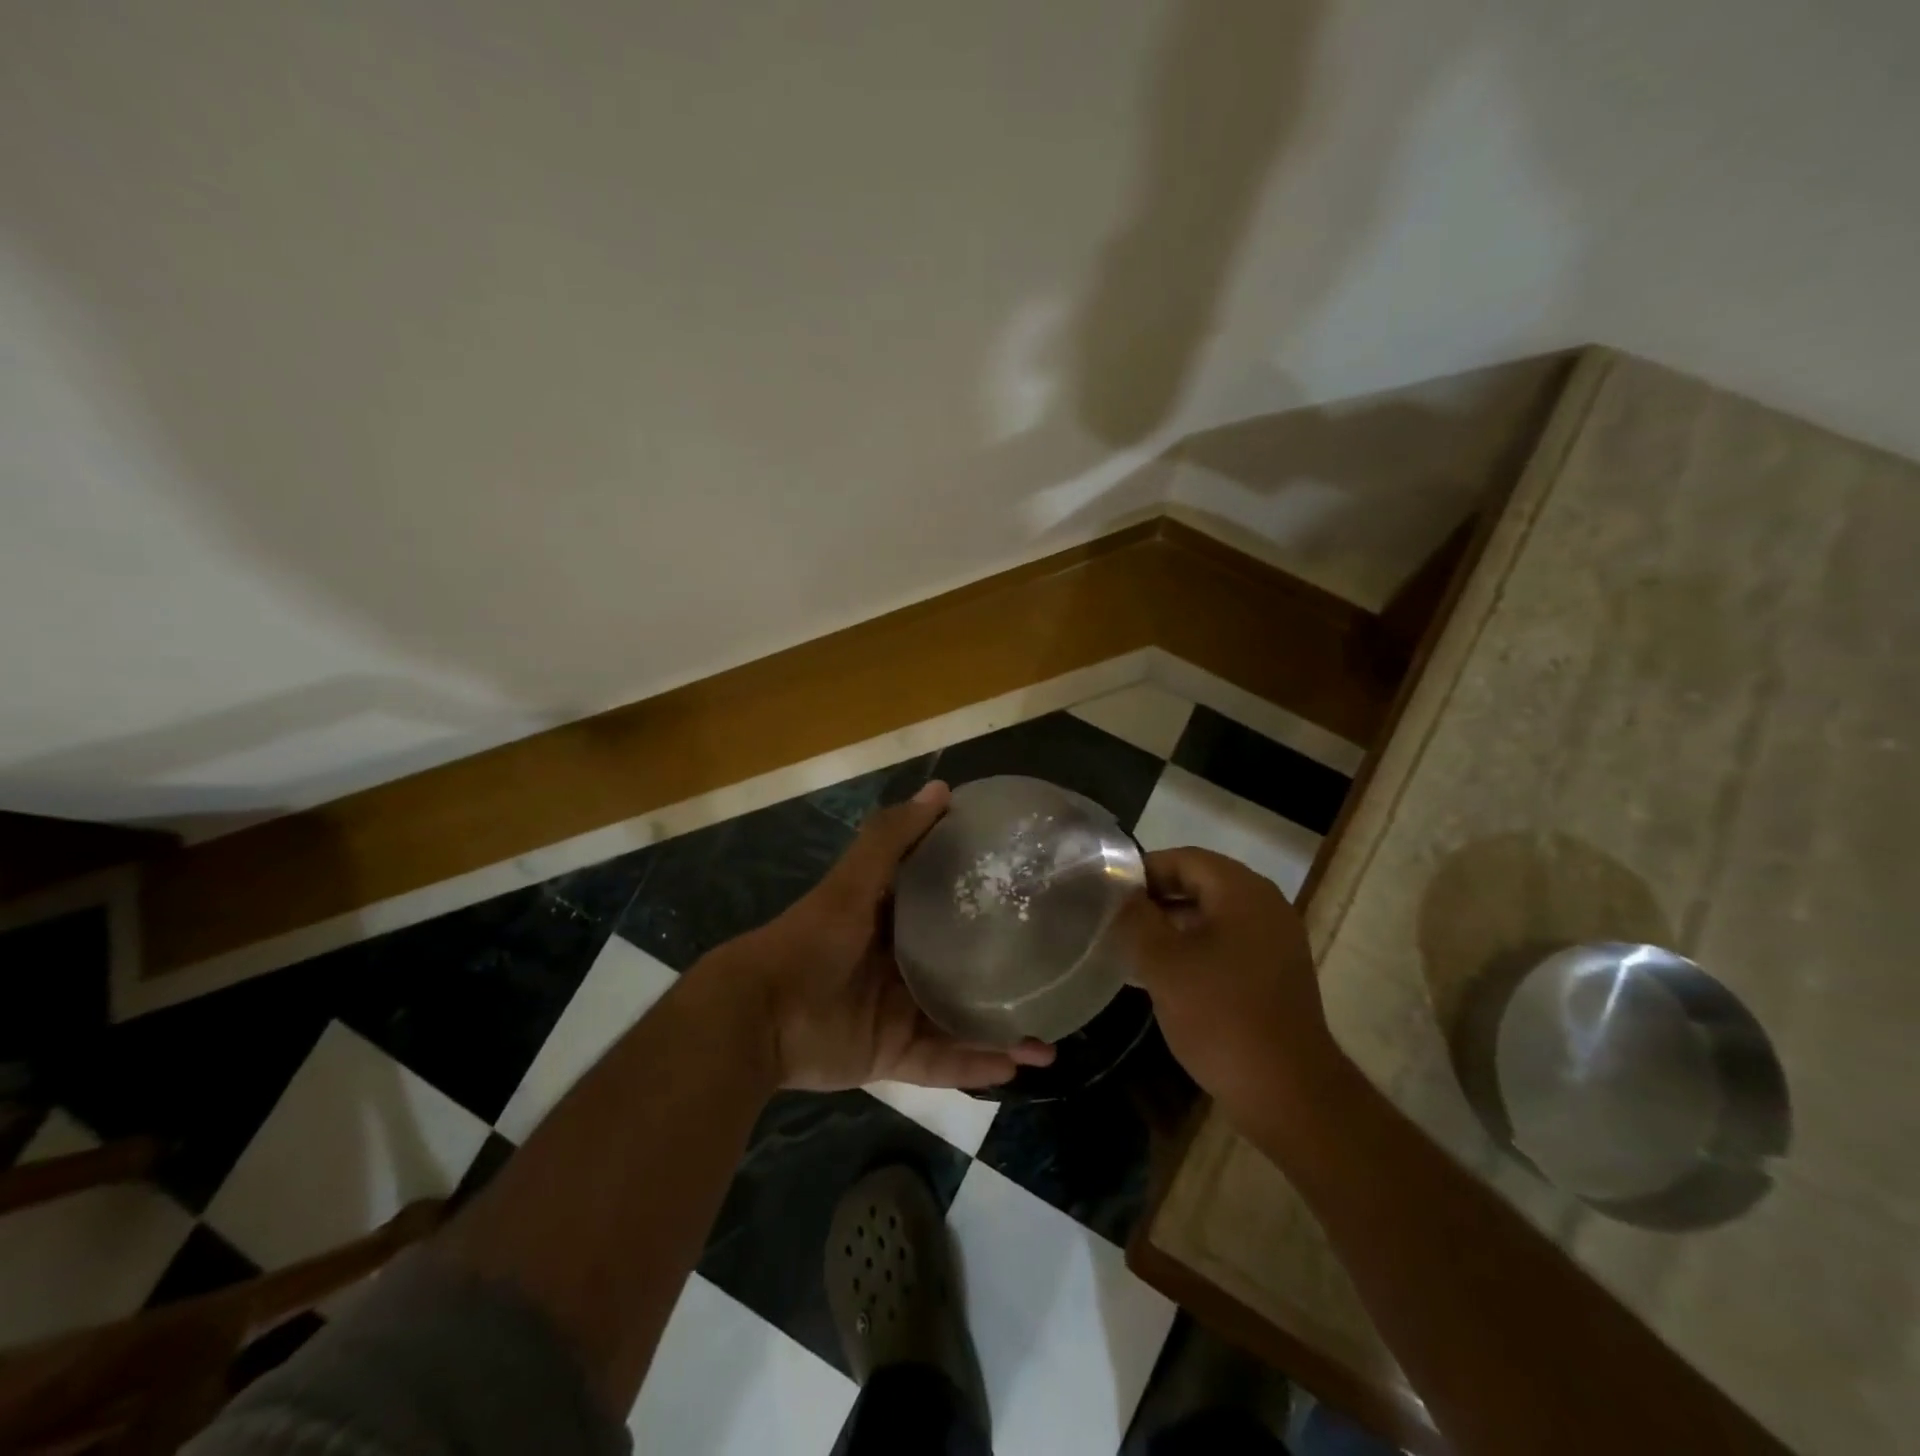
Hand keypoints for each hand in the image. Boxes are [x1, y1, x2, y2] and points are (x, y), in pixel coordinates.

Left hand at [705, 781, 1054, 1091]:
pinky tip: (1019, 1065)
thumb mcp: (854, 882)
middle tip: (1053, 975)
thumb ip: (893, 838)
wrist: (760, 1015)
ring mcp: (898, 1014)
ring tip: (1050, 1039)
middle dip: (1002, 975)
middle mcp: (900, 966)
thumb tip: (942, 789)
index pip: (946, 908)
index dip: (983, 904)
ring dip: (1002, 1032)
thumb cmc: (812, 940)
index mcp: (892, 922)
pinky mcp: (892, 1057)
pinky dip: (977, 1067)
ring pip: (961, 1023)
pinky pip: (943, 1063)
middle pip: (961, 970)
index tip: (1028, 900)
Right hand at [1118, 847, 1342, 1110]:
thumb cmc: (1220, 1016)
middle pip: (1200, 883)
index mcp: (1241, 891)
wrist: (1288, 1092)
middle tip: (1115, 918)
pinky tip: (1165, 973)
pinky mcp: (1276, 972)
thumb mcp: (1163, 963)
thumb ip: (1135, 918)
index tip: (1108, 892)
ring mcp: (1275, 940)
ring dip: (1172, 924)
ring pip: (1213, 914)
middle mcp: (1265, 905)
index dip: (1142, 870)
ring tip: (1132, 945)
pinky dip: (1195, 947)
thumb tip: (1119, 893)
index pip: (1184, 859)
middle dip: (1156, 897)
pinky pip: (1228, 942)